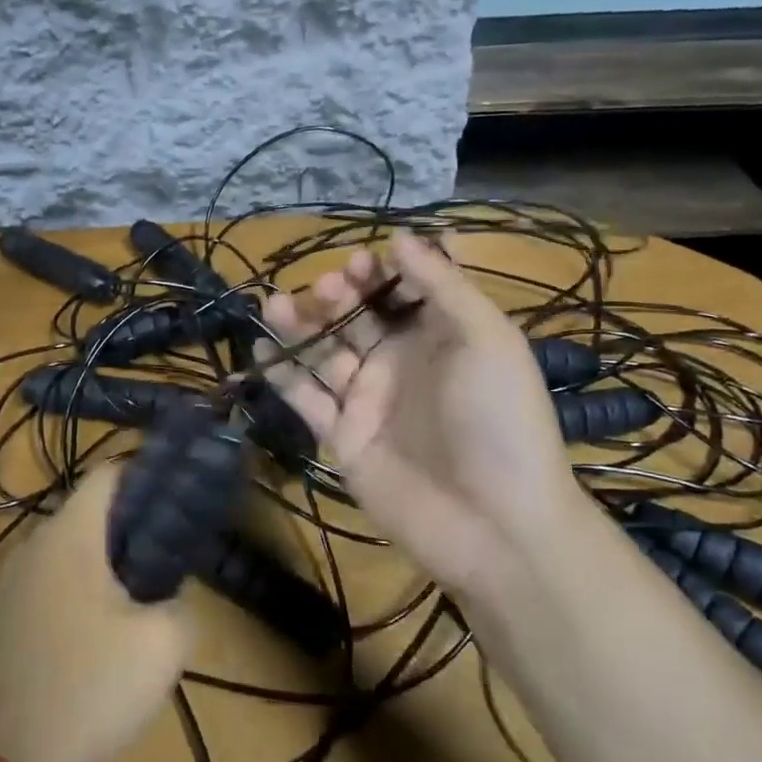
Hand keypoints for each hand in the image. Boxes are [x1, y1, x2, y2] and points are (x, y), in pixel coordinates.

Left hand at [0, 463, 191, 761]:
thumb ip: (182, 603)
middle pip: (85, 514)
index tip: (175, 498)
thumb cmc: (90, 688)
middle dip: (127, 526)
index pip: (107, 474)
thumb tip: (172, 593)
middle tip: (164, 554)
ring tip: (135, 596)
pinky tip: (92, 635)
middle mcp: (31, 546)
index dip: (144, 475)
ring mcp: (7, 584)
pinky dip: (72, 592)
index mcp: (69, 535)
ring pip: (63, 552)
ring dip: (99, 563)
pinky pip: (43, 585)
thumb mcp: (163, 646)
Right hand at [260, 231, 582, 595]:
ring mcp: (368, 399)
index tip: (362, 260)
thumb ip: (443, 285)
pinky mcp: (342, 435)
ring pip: (324, 351)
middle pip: (357, 316)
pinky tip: (262, 351)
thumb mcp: (488, 339)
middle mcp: (400, 362)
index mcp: (440, 336)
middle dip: (338, 294)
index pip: (402, 290)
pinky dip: (283, 375)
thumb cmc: (499, 419)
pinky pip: (306, 398)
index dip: (380, 271)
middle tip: (326, 286)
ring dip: (300, 325)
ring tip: (274, 304)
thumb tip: (399, 237)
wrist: (494, 524)